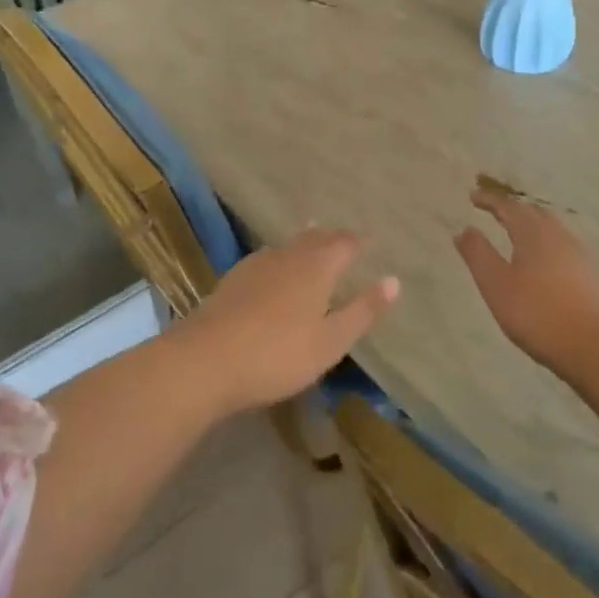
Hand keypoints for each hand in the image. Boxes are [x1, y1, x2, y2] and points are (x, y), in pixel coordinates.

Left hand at [173, 228, 398, 413]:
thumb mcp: (330, 341)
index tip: (372, 241)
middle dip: (334, 237)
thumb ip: (362, 310)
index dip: (360, 242)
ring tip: (315, 245)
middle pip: (315, 237)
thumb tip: (394, 281)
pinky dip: (282, 258)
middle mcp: (288, 256)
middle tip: (346, 241)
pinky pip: (267, 258)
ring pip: (289, 245)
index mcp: (317, 267)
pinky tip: (275, 270)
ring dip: (306, 243)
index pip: (345, 244)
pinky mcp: (233, 279)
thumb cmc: (277, 355)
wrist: (204, 360)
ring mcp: (256, 265)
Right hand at [454, 187, 598, 382]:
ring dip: (530, 222)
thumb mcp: (496, 284)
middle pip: (533, 211)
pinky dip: (544, 239)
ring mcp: (577, 253)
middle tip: (493, 209)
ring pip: (550, 226)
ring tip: (516, 229)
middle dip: (512, 207)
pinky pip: (561, 242)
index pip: (509, 207)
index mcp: (533, 232)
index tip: (473, 197)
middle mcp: (557, 235)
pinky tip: (543, 256)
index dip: (490, 200)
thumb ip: (478, 254)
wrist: (595, 346)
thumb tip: (464, 229)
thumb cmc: (537, 313)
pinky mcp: (589, 272)